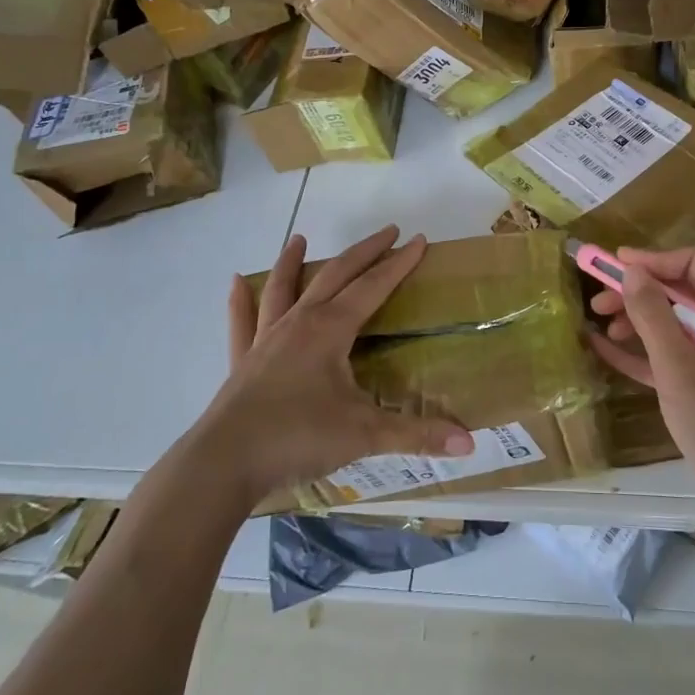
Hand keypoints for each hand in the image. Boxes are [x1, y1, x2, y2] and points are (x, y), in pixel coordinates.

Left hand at [189, 225, 473, 510]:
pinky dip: (241, 301)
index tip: (418, 240)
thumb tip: (470, 443)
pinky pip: (243, 322)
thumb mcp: (364, 434)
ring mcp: (266, 340)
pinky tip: (236, 282)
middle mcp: (299, 324)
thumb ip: (416, 435)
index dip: (398, 263)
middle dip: (364, 252)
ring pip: (283, 288)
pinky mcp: (243, 362)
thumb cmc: (298, 437)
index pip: (373, 287)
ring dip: (294, 261)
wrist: (224, 463)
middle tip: (387, 231)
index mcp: (330, 330)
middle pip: (335, 276)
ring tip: (299, 238)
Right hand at [587, 247, 694, 529]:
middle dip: (638, 290)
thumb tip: (631, 272)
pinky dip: (637, 349)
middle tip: (599, 301)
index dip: (655, 260)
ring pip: (670, 322)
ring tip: (599, 326)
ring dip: (634, 319)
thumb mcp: (682, 371)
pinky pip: (666, 355)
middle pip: (680, 291)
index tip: (616, 266)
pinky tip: (602, 348)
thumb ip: (655, 318)